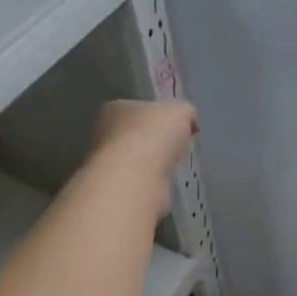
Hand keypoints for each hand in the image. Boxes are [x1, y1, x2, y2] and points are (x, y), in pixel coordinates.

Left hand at [89, 99, 198, 214]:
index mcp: (115, 109)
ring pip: (137, 158)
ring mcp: (109, 163)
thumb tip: (191, 123)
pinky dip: (151, 181)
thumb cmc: (153, 135)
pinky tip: (164, 182)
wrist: (136, 178)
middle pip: (136, 134)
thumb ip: (186, 113)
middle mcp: (105, 134)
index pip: (139, 108)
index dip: (160, 116)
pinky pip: (140, 179)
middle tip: (177, 146)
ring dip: (153, 162)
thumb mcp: (180, 111)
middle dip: (156, 140)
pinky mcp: (117, 187)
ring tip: (172, 166)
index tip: (179, 127)